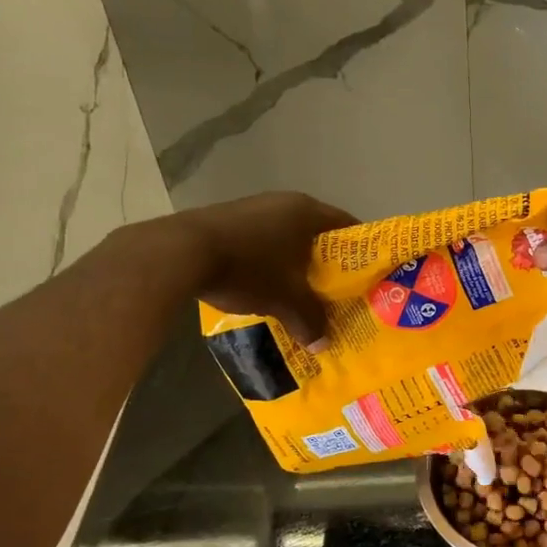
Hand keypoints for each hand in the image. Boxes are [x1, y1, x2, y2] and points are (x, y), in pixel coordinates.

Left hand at [186, 192, 354, 344]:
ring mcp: (253, 208)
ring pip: (286, 238)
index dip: (360, 252)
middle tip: (335, 291)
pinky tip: (263, 285)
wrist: (181, 252)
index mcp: (307, 212)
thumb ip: (310, 319)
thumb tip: (323, 344)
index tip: (366, 276)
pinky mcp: (227, 219)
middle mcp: (284, 202)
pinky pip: (261, 240)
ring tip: (299, 292)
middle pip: (317, 234)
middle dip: (326, 263)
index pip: (348, 226)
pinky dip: (268, 261)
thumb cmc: (248, 268)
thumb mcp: (285, 299)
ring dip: (294, 263)